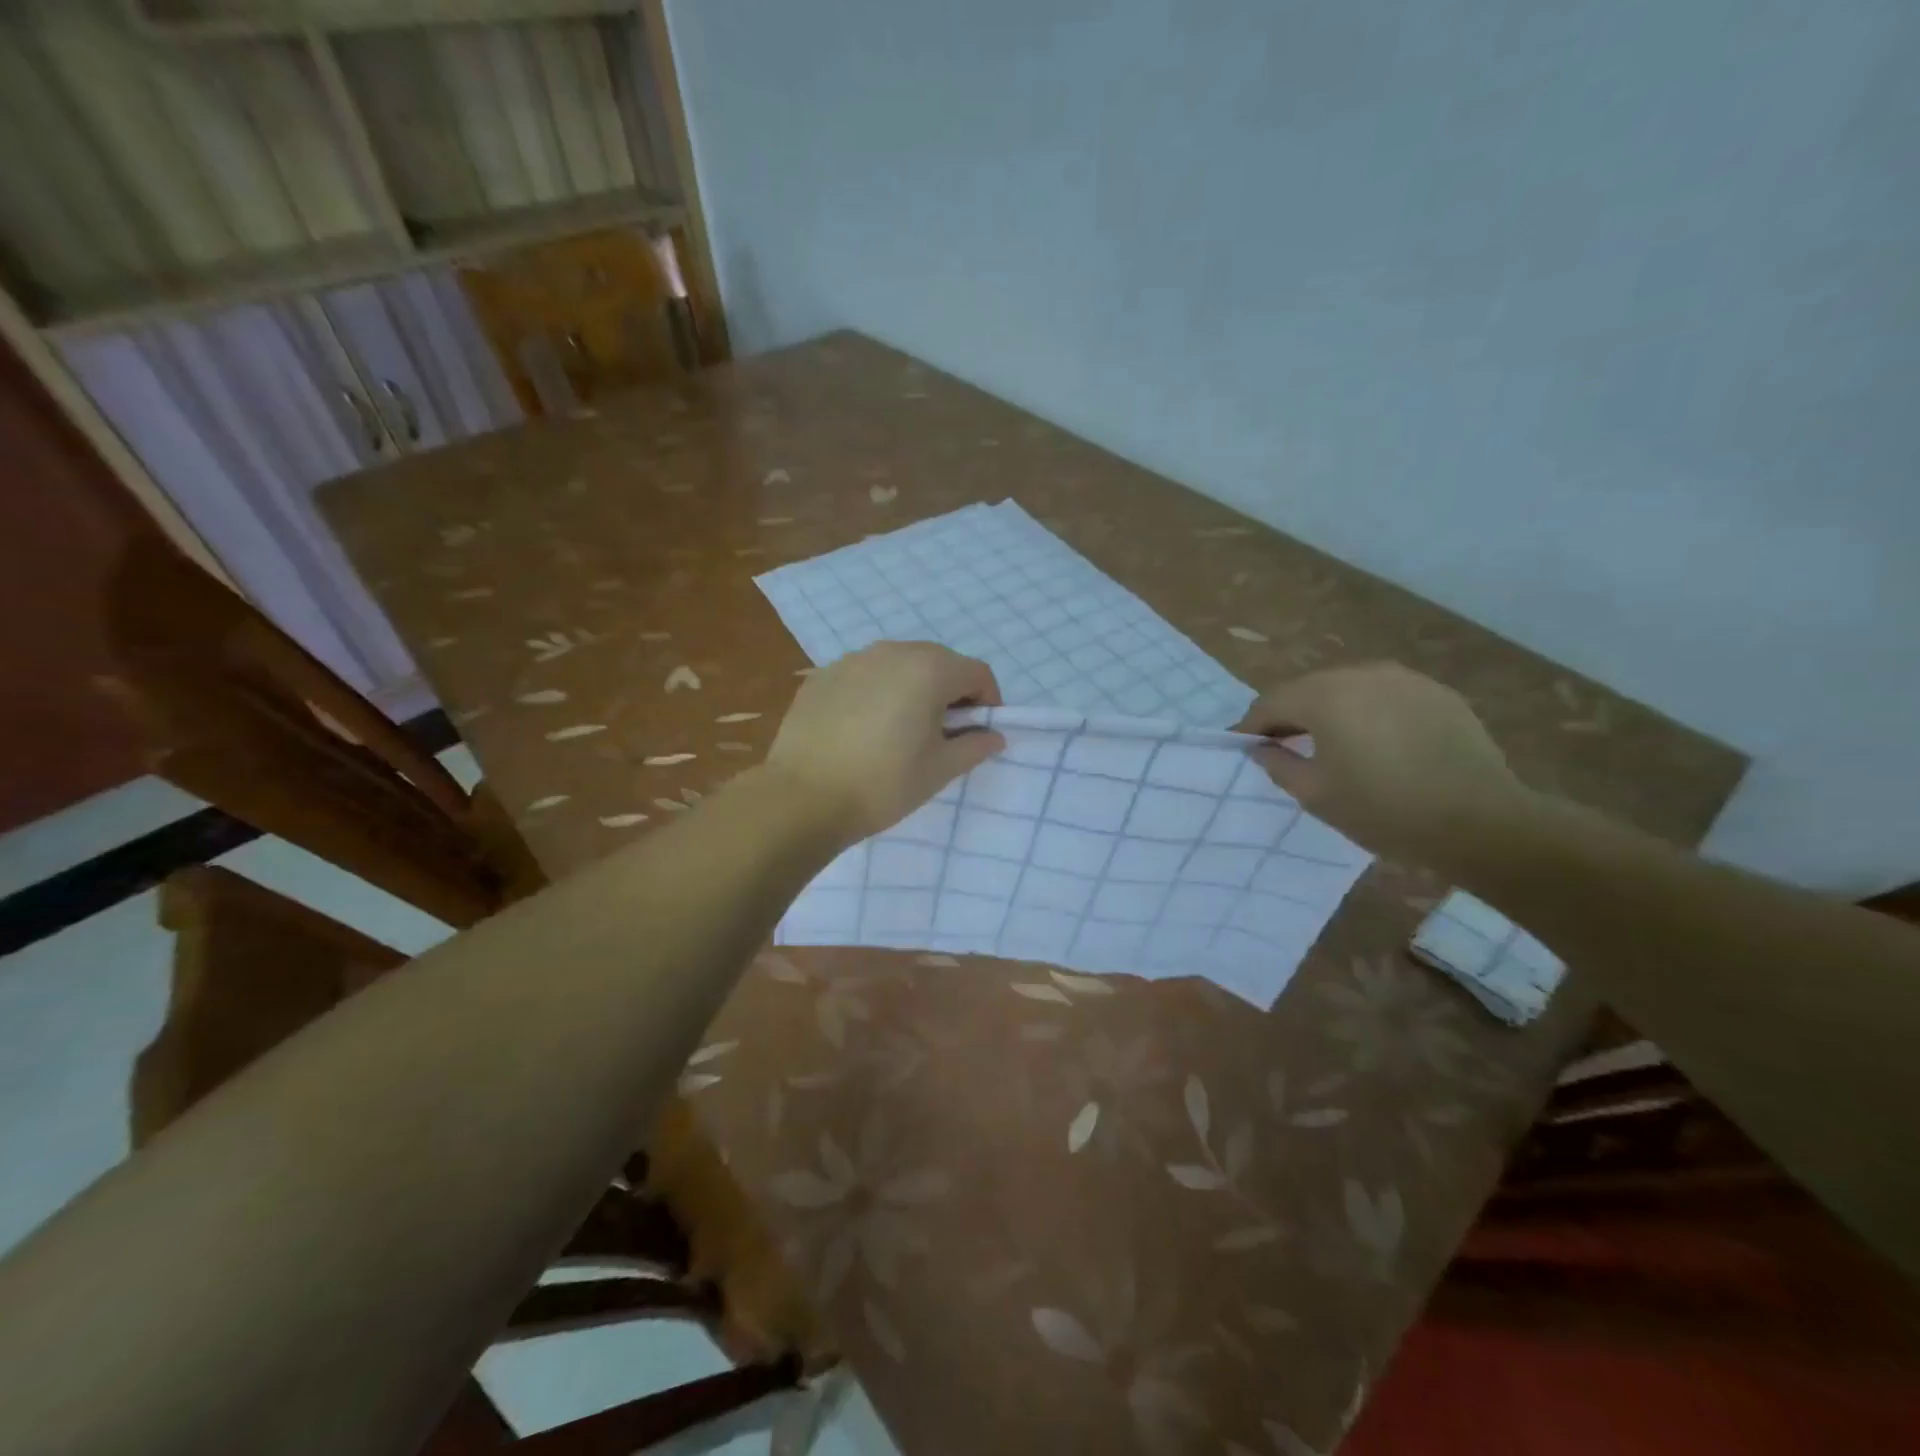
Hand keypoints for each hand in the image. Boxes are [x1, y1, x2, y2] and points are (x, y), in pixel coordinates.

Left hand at [765, 642, 1004, 843]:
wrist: (803, 797)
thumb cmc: (883, 784)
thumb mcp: (939, 770)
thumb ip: (974, 746)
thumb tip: (993, 736)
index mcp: (929, 669)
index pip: (977, 672)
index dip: (989, 701)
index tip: (981, 732)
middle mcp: (892, 652)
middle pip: (939, 661)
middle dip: (951, 691)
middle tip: (945, 732)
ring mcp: (852, 660)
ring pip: (899, 664)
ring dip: (913, 688)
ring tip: (903, 729)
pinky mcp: (822, 675)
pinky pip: (865, 675)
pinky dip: (877, 692)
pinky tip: (864, 728)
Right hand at [1233, 662, 1532, 865]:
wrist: (1479, 821)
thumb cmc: (1383, 809)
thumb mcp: (1315, 794)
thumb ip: (1278, 764)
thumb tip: (1262, 748)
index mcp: (1325, 696)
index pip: (1270, 702)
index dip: (1251, 726)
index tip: (1245, 747)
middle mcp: (1361, 674)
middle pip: (1308, 689)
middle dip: (1290, 715)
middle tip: (1283, 746)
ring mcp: (1403, 679)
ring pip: (1348, 688)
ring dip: (1330, 711)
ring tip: (1330, 743)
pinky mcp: (1436, 693)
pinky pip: (1385, 696)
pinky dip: (1369, 712)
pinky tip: (1377, 743)